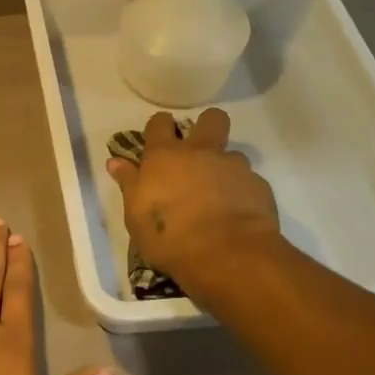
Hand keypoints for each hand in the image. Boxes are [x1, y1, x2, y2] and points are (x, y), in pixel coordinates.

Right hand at [105, 109, 280, 293]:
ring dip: (225, 168)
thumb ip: (129, 183)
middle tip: (199, 149)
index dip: (160, 126)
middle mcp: (201, 152)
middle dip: (206, 126)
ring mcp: (233, 167)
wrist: (226, 255)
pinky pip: (250, 182)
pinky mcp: (259, 186)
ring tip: (219, 194)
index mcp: (165, 156)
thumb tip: (115, 161)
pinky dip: (242, 193)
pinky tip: (238, 214)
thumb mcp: (135, 215)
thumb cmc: (169, 235)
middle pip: (211, 119)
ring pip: (233, 154)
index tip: (159, 138)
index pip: (159, 123)